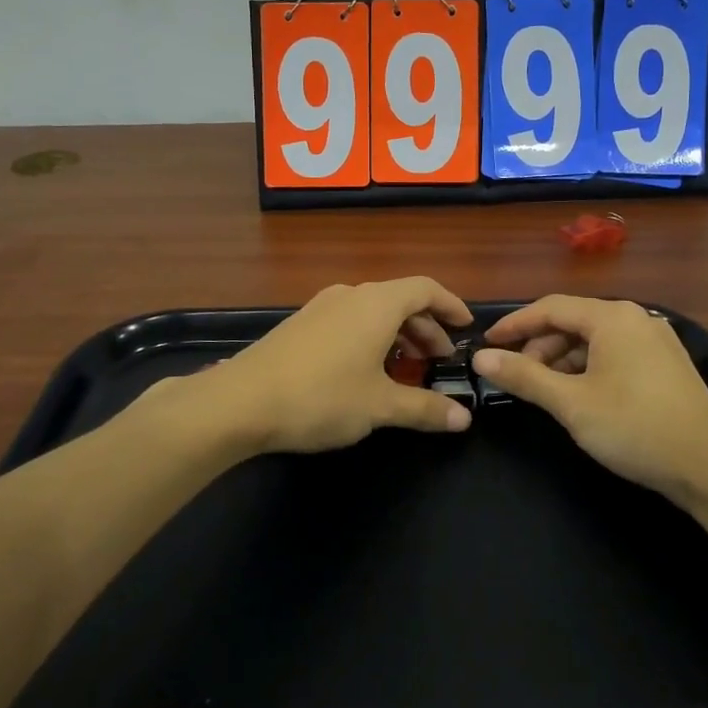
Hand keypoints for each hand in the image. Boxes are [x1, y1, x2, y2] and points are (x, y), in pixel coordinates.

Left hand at [202, 278, 474, 454]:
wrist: (240, 401)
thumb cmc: (321, 396)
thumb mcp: (379, 407)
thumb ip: (424, 408)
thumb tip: (463, 419)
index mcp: (377, 303)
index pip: (425, 288)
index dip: (450, 305)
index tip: (466, 327)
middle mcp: (350, 295)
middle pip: (400, 300)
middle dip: (425, 327)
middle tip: (438, 359)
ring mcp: (321, 307)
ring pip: (372, 311)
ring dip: (396, 335)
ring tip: (405, 369)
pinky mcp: (300, 324)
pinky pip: (349, 321)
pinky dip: (369, 338)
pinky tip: (365, 372)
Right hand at [472, 296, 707, 503]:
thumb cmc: (634, 427)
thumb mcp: (571, 403)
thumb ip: (524, 376)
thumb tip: (482, 358)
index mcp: (612, 317)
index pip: (550, 308)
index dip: (514, 325)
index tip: (487, 344)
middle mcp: (635, 318)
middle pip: (573, 322)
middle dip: (540, 346)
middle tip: (516, 376)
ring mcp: (655, 340)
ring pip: (595, 340)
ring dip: (563, 360)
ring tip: (546, 391)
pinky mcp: (667, 364)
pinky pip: (615, 353)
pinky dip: (589, 368)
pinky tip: (580, 396)